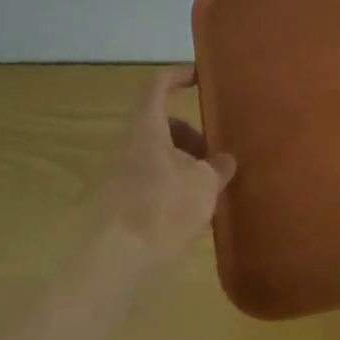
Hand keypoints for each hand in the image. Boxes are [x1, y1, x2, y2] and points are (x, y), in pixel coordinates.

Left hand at [95, 66, 236, 270]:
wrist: (115, 262)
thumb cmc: (163, 208)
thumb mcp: (205, 184)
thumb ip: (218, 167)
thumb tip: (224, 160)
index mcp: (146, 129)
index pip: (157, 87)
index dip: (177, 76)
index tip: (199, 77)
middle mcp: (127, 147)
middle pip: (159, 127)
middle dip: (189, 135)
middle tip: (214, 155)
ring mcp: (117, 177)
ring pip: (155, 157)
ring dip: (182, 165)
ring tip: (207, 189)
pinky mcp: (116, 206)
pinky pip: (149, 184)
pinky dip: (170, 188)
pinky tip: (189, 214)